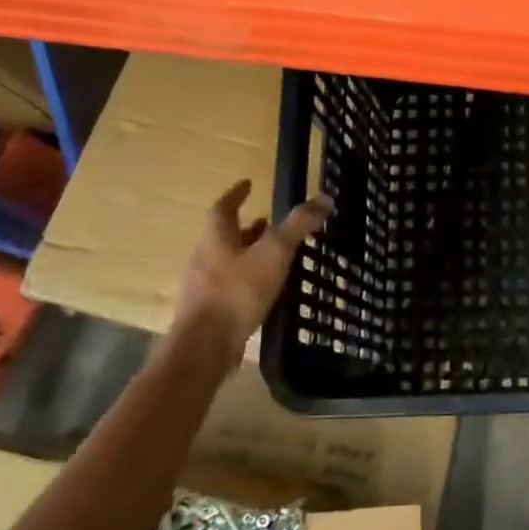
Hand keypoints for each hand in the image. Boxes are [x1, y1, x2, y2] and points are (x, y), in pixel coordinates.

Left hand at [173, 181, 332, 356]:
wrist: (205, 346)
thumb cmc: (238, 292)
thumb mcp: (274, 253)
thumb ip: (297, 226)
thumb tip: (324, 198)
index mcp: (216, 238)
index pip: (224, 207)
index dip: (237, 194)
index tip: (248, 184)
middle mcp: (205, 258)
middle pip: (225, 236)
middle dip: (247, 227)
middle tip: (269, 222)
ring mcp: (204, 286)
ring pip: (228, 261)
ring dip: (249, 254)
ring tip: (274, 256)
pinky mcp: (210, 311)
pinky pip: (230, 286)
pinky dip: (248, 280)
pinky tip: (266, 290)